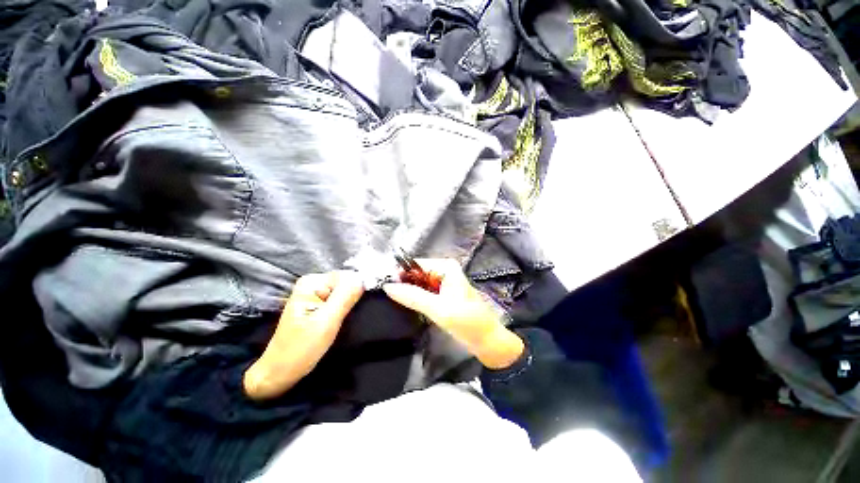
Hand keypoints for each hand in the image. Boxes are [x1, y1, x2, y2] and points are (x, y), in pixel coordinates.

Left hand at [244, 271, 363, 399]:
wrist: (279, 372)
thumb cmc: (300, 349)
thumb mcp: (326, 322)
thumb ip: (345, 297)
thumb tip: (364, 278)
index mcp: (312, 282)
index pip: (348, 276)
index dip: (355, 291)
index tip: (352, 310)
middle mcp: (314, 282)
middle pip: (347, 282)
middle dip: (352, 298)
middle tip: (345, 318)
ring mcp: (316, 293)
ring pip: (346, 291)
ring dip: (350, 305)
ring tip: (343, 321)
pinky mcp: (319, 303)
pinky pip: (341, 299)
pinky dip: (345, 309)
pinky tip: (341, 320)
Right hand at [383, 259, 523, 368]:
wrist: (487, 341)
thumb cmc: (467, 322)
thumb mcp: (439, 309)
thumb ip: (413, 297)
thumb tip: (387, 286)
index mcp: (446, 267)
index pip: (415, 265)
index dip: (400, 274)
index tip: (383, 286)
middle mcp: (444, 270)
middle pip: (417, 273)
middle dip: (403, 283)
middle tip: (386, 296)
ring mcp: (444, 282)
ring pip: (419, 283)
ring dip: (408, 291)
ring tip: (393, 301)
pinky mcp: (443, 294)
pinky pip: (424, 291)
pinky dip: (415, 297)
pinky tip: (406, 305)